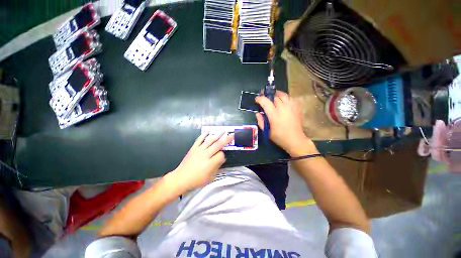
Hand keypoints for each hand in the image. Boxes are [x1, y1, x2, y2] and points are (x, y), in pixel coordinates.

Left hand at [169, 131, 233, 191]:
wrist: (181, 178)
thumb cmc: (196, 180)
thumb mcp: (210, 177)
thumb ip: (217, 167)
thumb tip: (222, 158)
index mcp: (210, 163)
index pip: (221, 155)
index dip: (224, 155)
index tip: (223, 157)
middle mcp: (205, 155)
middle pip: (218, 145)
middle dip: (226, 140)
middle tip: (232, 135)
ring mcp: (199, 150)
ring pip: (210, 141)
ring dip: (217, 135)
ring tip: (223, 131)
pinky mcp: (193, 148)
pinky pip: (199, 139)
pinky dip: (204, 134)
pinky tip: (208, 131)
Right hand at [255, 91, 316, 155]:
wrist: (296, 140)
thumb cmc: (280, 137)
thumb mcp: (267, 132)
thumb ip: (260, 121)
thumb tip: (258, 113)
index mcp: (274, 115)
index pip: (265, 101)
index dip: (260, 99)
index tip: (257, 99)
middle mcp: (283, 108)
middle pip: (274, 96)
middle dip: (268, 96)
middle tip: (264, 97)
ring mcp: (291, 107)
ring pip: (283, 95)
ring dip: (277, 94)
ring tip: (273, 97)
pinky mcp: (297, 108)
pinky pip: (290, 98)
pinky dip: (285, 98)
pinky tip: (283, 101)